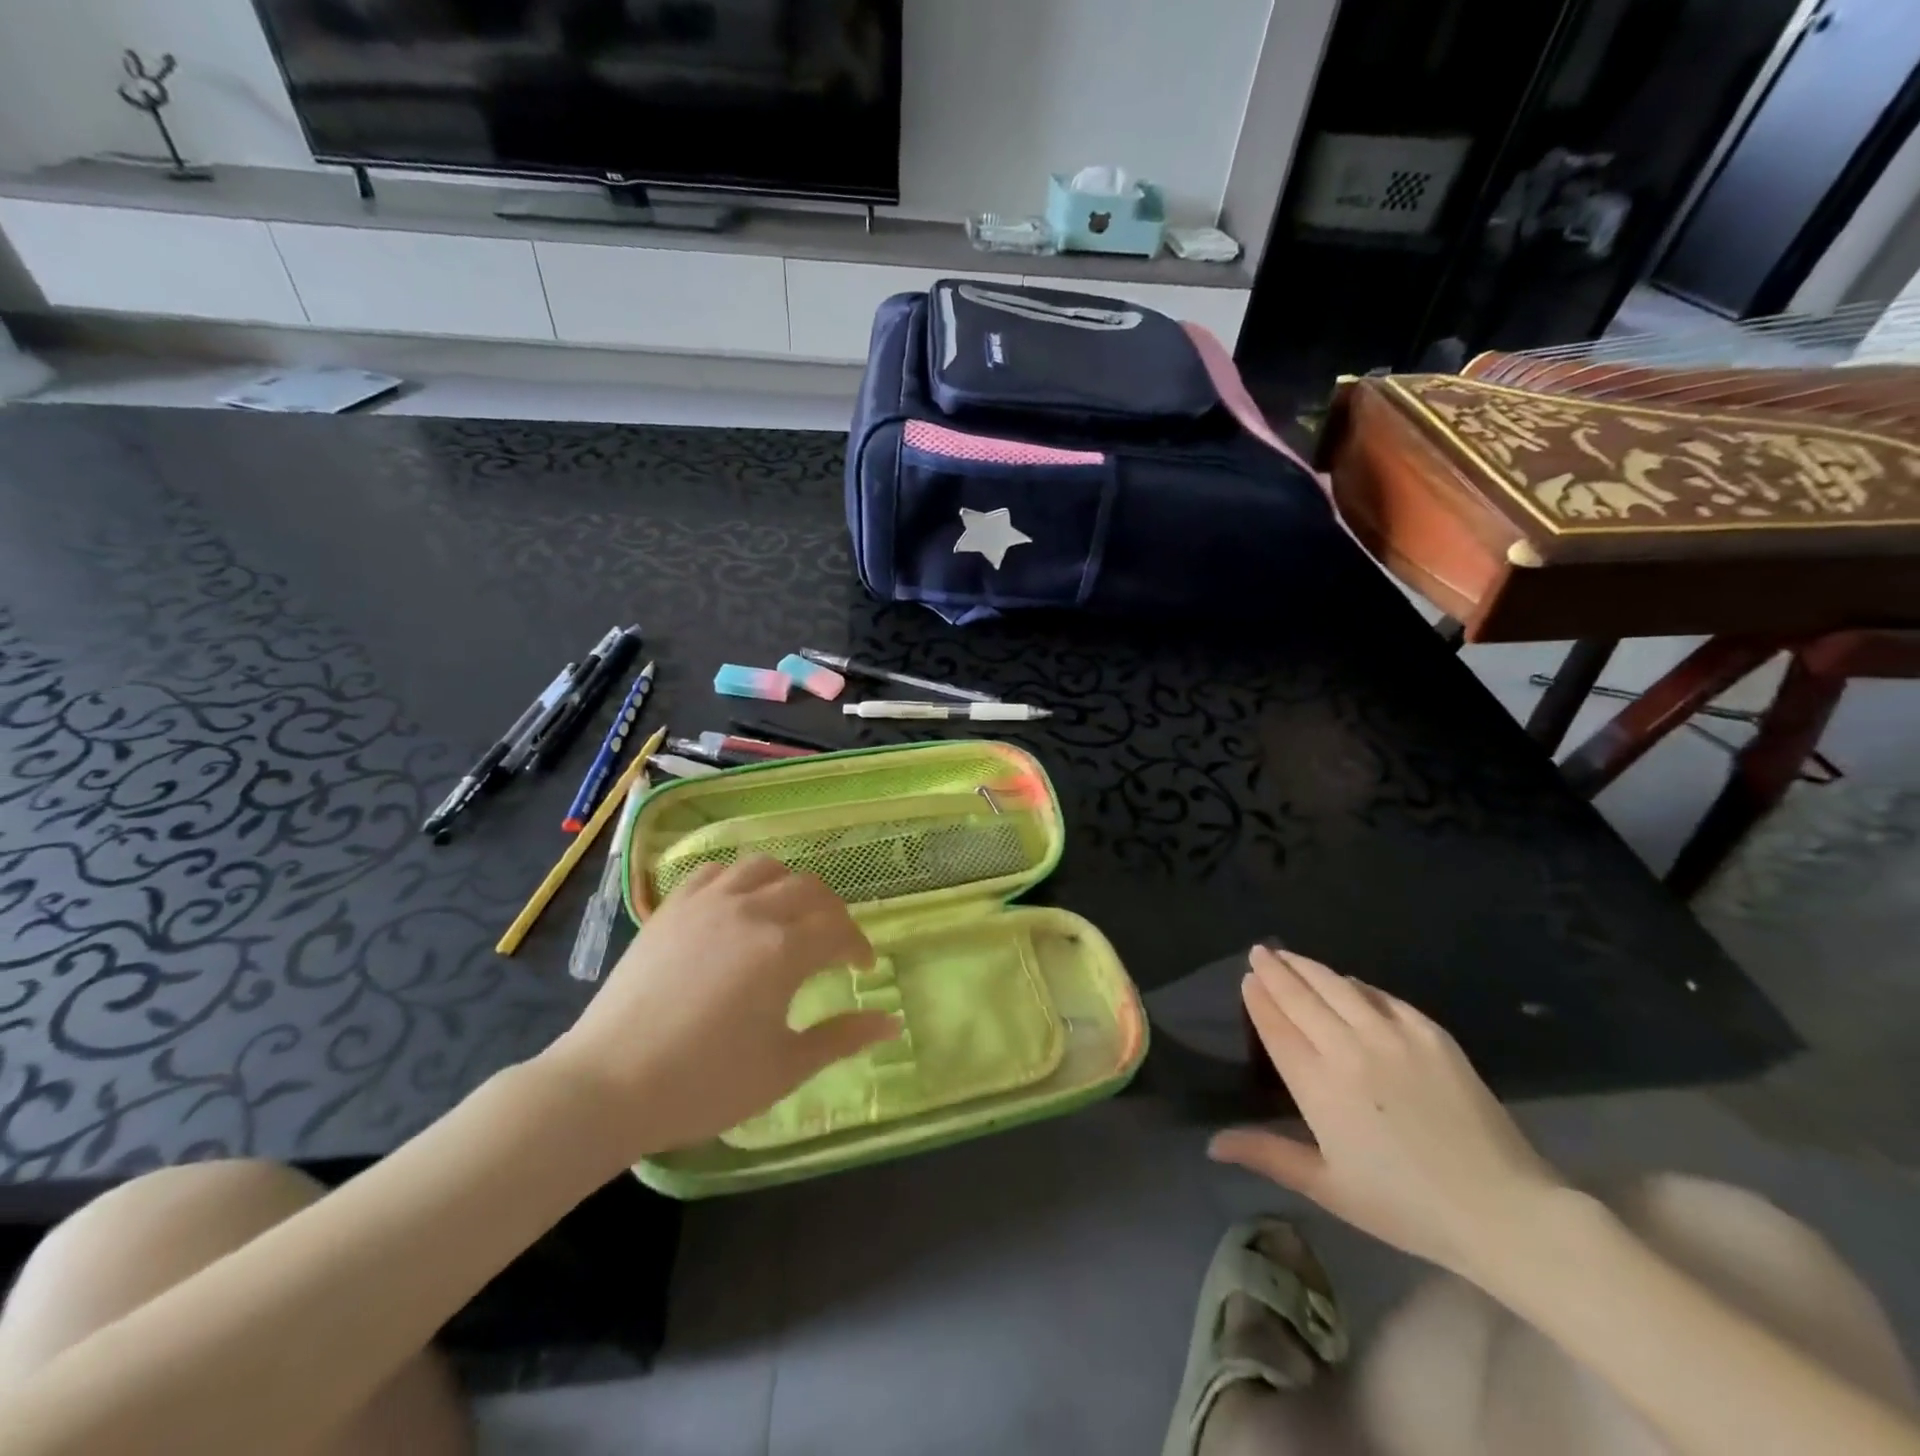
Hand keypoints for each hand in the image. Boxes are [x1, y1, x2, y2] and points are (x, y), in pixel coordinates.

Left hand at [540, 855, 900, 1158]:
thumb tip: (892, 1023)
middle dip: (832, 914)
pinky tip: (737, 907)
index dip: (858, 947)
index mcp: (784, 949)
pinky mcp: (672, 908)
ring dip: (789, 888)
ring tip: (788, 918)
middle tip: (832, 946)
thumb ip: (842, 1039)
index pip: (840, 930)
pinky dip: (738, 881)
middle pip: (810, 890)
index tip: (861, 970)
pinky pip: (715, 872)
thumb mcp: (784, 1069)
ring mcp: (707, 903)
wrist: (608, 1086)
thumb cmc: (704, 1084)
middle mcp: (751, 911)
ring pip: (764, 868)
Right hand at [1209, 946, 1565, 1280]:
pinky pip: (1382, 996)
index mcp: (1318, 1085)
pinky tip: (1348, 981)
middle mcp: (1348, 1048)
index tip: (1248, 979)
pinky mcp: (1430, 1033)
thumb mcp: (1328, 1187)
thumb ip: (1268, 1155)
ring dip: (1308, 967)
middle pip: (1300, 997)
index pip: (1276, 1026)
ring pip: (1337, 986)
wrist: (1501, 1210)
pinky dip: (1356, 985)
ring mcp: (1392, 1035)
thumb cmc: (1405, 1206)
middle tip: (1259, 951)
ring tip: (1289, 955)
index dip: (1259, 998)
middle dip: (1275, 971)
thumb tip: (1212, 1144)